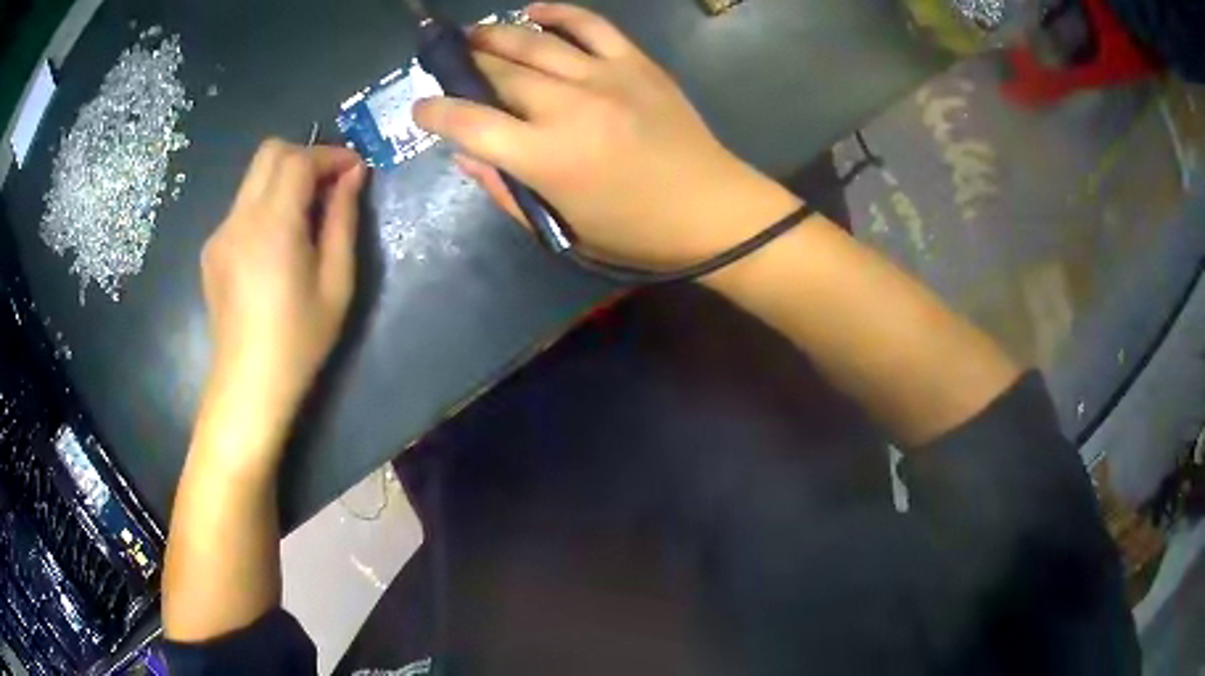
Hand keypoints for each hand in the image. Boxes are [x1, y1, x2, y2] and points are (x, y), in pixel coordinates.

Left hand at [197, 140, 365, 461]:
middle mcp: (239, 218)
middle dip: (305, 156)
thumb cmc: (299, 340)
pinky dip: (266, 205)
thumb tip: (353, 176)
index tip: (354, 170)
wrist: (248, 385)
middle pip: (270, 153)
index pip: (298, 159)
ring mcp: (220, 233)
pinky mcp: (211, 250)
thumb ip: (343, 220)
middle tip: (330, 185)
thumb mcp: (336, 282)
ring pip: (253, 178)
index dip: (330, 155)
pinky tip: (277, 245)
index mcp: (273, 225)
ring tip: (307, 216)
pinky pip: (242, 207)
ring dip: (284, 180)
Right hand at [414, 2, 799, 269]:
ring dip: (494, 35)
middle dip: (461, 67)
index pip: (470, 123)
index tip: (422, 107)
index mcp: (547, 158)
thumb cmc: (634, 232)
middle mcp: (569, 107)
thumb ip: (505, 189)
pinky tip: (533, 11)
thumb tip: (465, 154)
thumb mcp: (561, 228)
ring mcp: (605, 77)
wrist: (713, 211)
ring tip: (471, 34)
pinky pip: (590, 24)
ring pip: (535, 42)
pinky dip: (557, 12)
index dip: (436, 112)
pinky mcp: (636, 63)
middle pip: (498, 74)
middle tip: (444, 63)